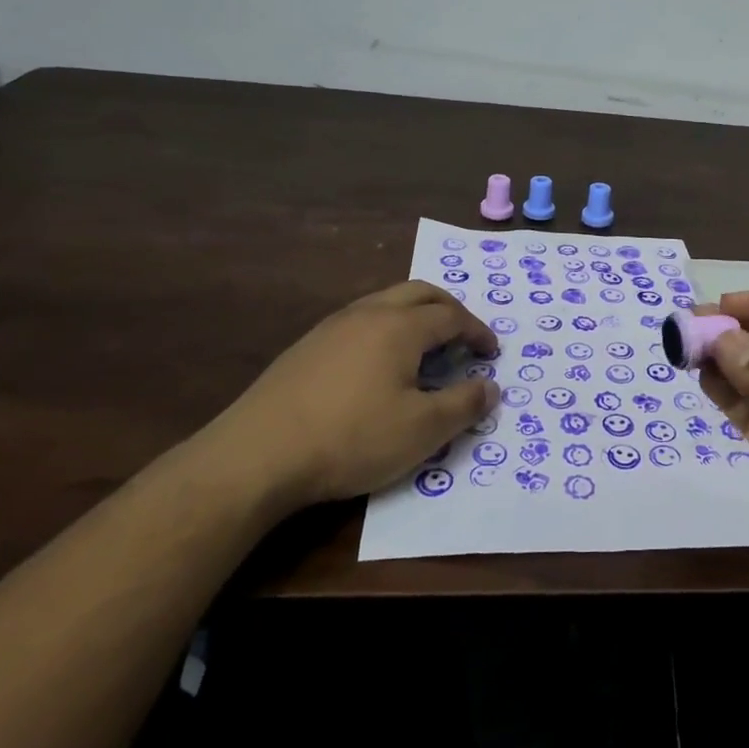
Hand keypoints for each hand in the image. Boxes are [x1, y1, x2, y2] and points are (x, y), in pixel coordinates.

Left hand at [191, 282, 496, 518]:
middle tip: (464, 334)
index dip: (477, 332)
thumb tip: (491, 386)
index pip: (452, 316)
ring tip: (425, 346)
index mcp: (401, 326)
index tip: (492, 352)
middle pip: (420, 293)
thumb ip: (463, 405)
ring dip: (415, 315)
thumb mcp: (421, 430)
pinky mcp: (306, 346)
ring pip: (386, 302)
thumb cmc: (351, 438)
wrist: (256, 455)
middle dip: (449, 309)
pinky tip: (378, 364)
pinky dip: (386, 329)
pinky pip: (360, 321)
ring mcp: (332, 326)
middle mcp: (368, 313)